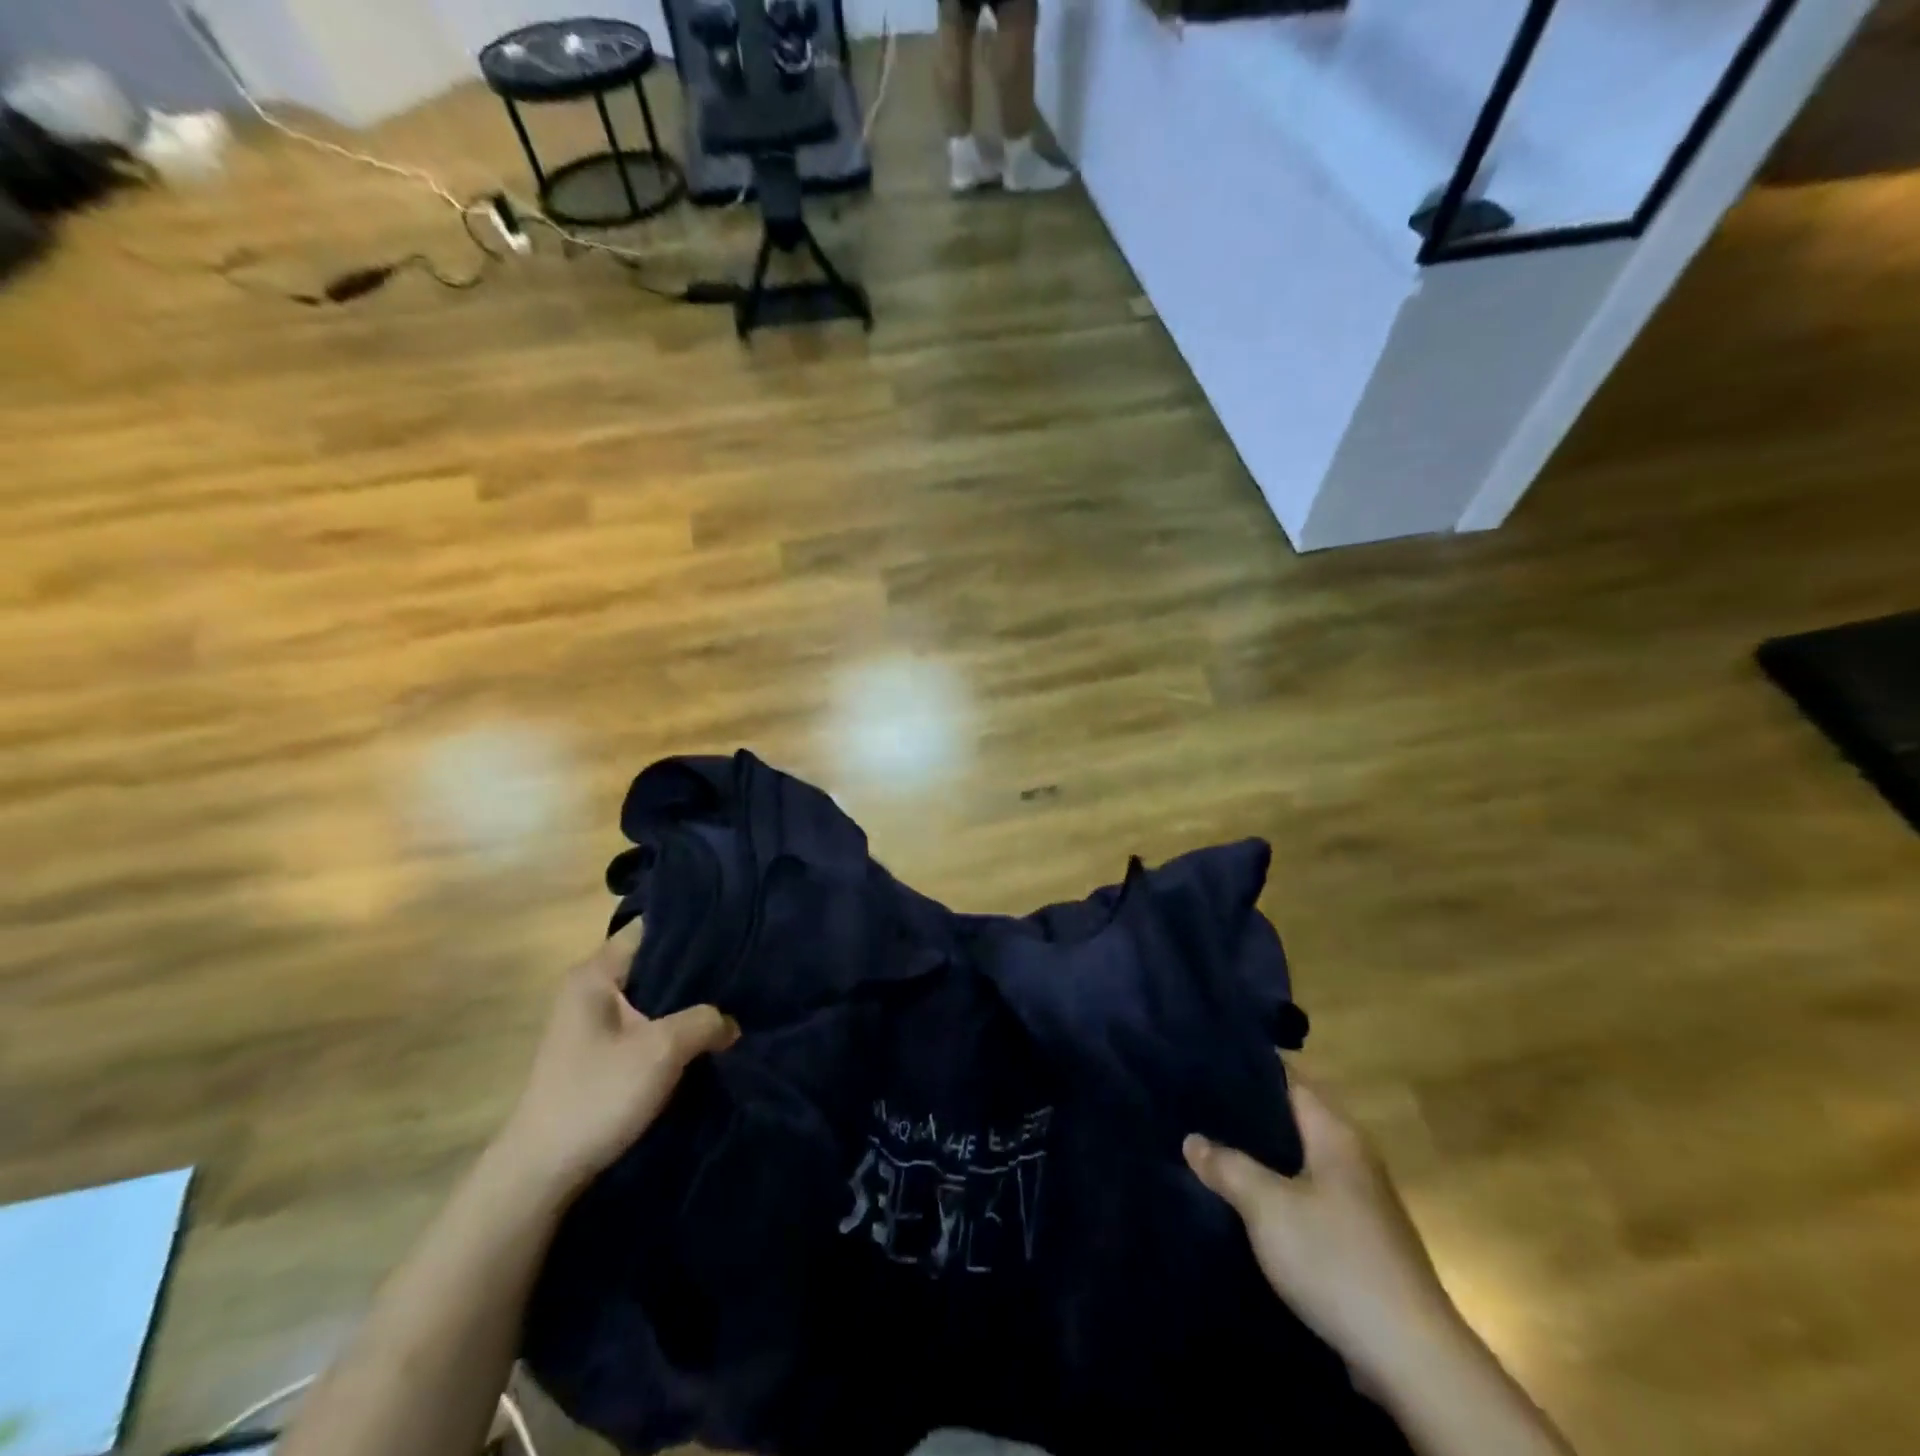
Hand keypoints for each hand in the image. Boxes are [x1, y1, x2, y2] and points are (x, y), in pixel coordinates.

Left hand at [495, 922, 738, 1199]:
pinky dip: (673, 1026)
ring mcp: (593, 1022)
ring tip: (732, 999)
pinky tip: (704, 1034)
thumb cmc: (596, 1096)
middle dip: (696, 967)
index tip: (733, 933)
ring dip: (686, 1002)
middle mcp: (590, 989)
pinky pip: (646, 1023)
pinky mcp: (600, 1052)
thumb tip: (731, 1023)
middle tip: (741, 969)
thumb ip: (705, 1021)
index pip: (650, 928)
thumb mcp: (662, 1051)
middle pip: (654, 961)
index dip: (692, 927)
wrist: (542, 1174)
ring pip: (653, 996)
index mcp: (595, 974)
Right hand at [1184, 1067, 1460, 1389]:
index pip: (1288, 1079)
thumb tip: (1192, 1139)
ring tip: (1209, 1150)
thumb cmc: (1335, 1261)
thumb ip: (1227, 1166)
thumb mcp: (1267, 1207)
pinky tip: (1243, 1202)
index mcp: (1336, 1133)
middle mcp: (1351, 1157)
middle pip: (1291, 1120)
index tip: (1204, 1063)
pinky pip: (1306, 1197)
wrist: (1411, 1359)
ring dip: (1259, 1158)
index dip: (1247, 1068)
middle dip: (1246, 1116)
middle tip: (1195, 1108)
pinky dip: (1276, 1193)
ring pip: (1297, 1162)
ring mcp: (1359, 1200)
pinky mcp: (1357, 1240)